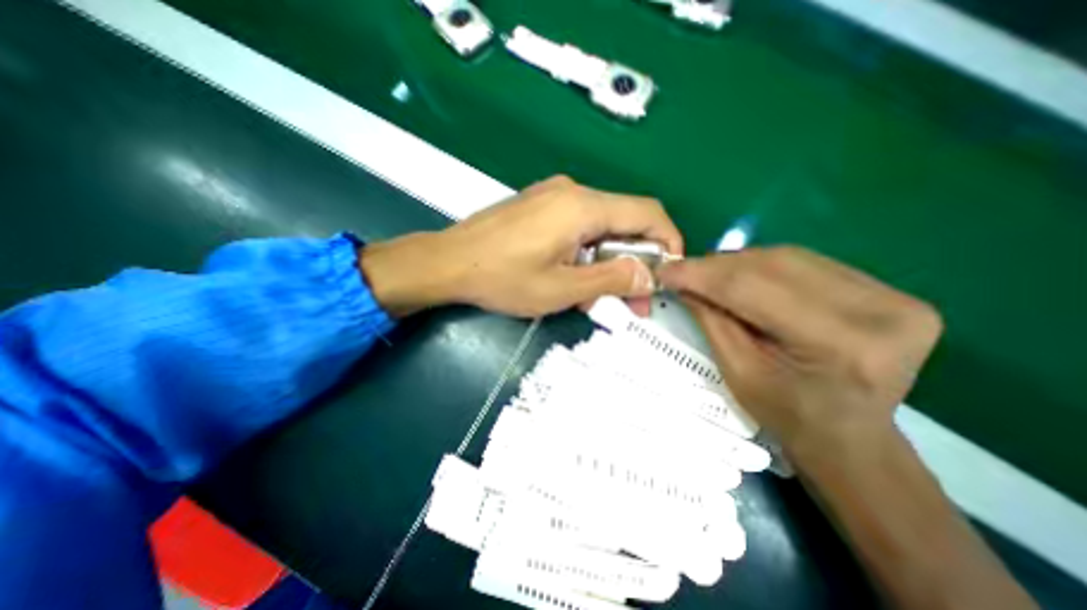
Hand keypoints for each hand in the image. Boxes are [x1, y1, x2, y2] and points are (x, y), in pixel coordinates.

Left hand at [362, 173, 677, 315]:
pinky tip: (575, 280)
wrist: (448, 263)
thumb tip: (648, 275)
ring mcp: (553, 197)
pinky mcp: (540, 207)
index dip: (667, 241)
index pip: (647, 213)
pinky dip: (587, 255)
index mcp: (583, 206)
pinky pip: (578, 228)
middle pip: (624, 222)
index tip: (668, 273)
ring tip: (599, 298)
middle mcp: (572, 192)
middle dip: (634, 262)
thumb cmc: (503, 278)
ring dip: (608, 263)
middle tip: (634, 301)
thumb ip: (611, 280)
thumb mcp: (562, 288)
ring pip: (601, 229)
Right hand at [652, 245, 944, 454]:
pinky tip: (741, 277)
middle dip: (717, 266)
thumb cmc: (786, 414)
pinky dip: (763, 266)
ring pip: (788, 257)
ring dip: (737, 263)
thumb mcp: (737, 370)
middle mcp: (879, 310)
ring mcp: (892, 295)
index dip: (701, 274)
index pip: (753, 288)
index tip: (665, 269)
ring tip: (706, 275)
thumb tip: (682, 280)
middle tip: (682, 271)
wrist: (849, 437)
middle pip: (773, 265)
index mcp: (840, 344)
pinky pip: (806, 264)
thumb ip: (711, 319)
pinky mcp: (889, 290)